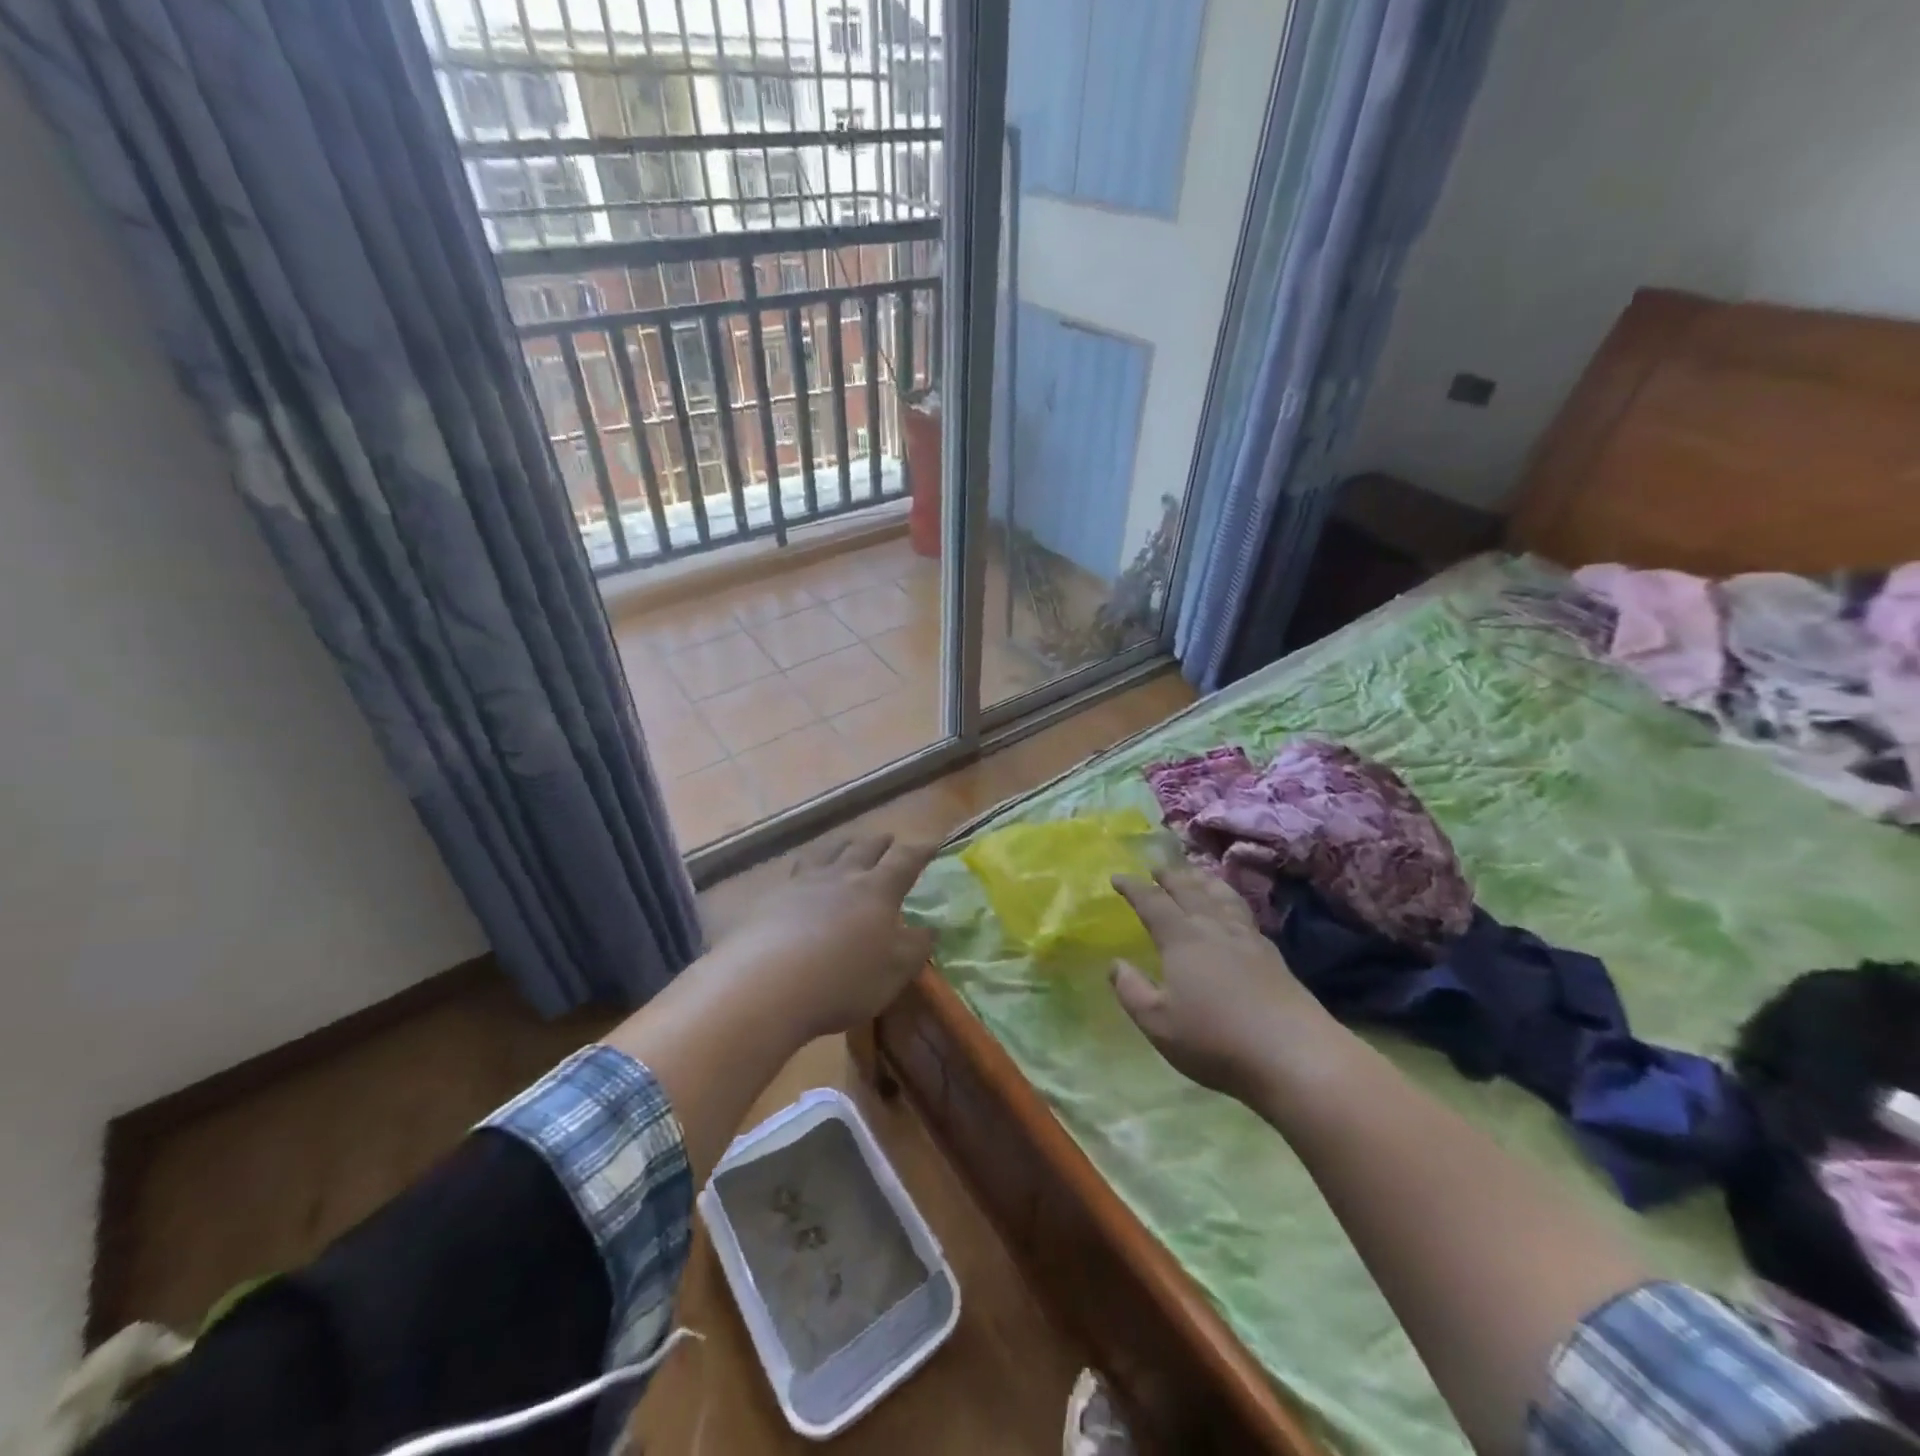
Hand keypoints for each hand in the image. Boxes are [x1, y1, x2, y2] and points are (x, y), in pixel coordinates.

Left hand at [717, 833, 936, 1038]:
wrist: (767, 985)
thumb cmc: (843, 980)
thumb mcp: (894, 971)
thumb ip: (916, 947)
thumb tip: (931, 928)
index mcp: (877, 889)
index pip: (905, 860)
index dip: (921, 850)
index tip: (933, 843)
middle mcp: (841, 876)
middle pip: (864, 848)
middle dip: (881, 843)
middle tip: (889, 841)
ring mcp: (803, 883)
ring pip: (827, 852)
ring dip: (842, 846)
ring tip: (846, 847)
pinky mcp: (771, 898)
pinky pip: (795, 872)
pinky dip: (807, 869)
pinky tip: (803, 879)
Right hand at [1110, 868, 1344, 1103]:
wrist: (1295, 1055)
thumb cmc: (1216, 1040)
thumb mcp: (1158, 1023)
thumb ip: (1132, 991)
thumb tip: (1115, 963)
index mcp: (1182, 940)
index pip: (1153, 903)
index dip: (1133, 888)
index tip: (1117, 876)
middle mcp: (1214, 929)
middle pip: (1190, 891)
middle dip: (1170, 876)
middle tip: (1156, 867)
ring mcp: (1248, 940)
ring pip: (1222, 898)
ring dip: (1204, 882)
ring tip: (1196, 875)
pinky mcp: (1273, 957)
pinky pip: (1245, 915)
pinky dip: (1231, 902)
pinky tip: (1234, 912)